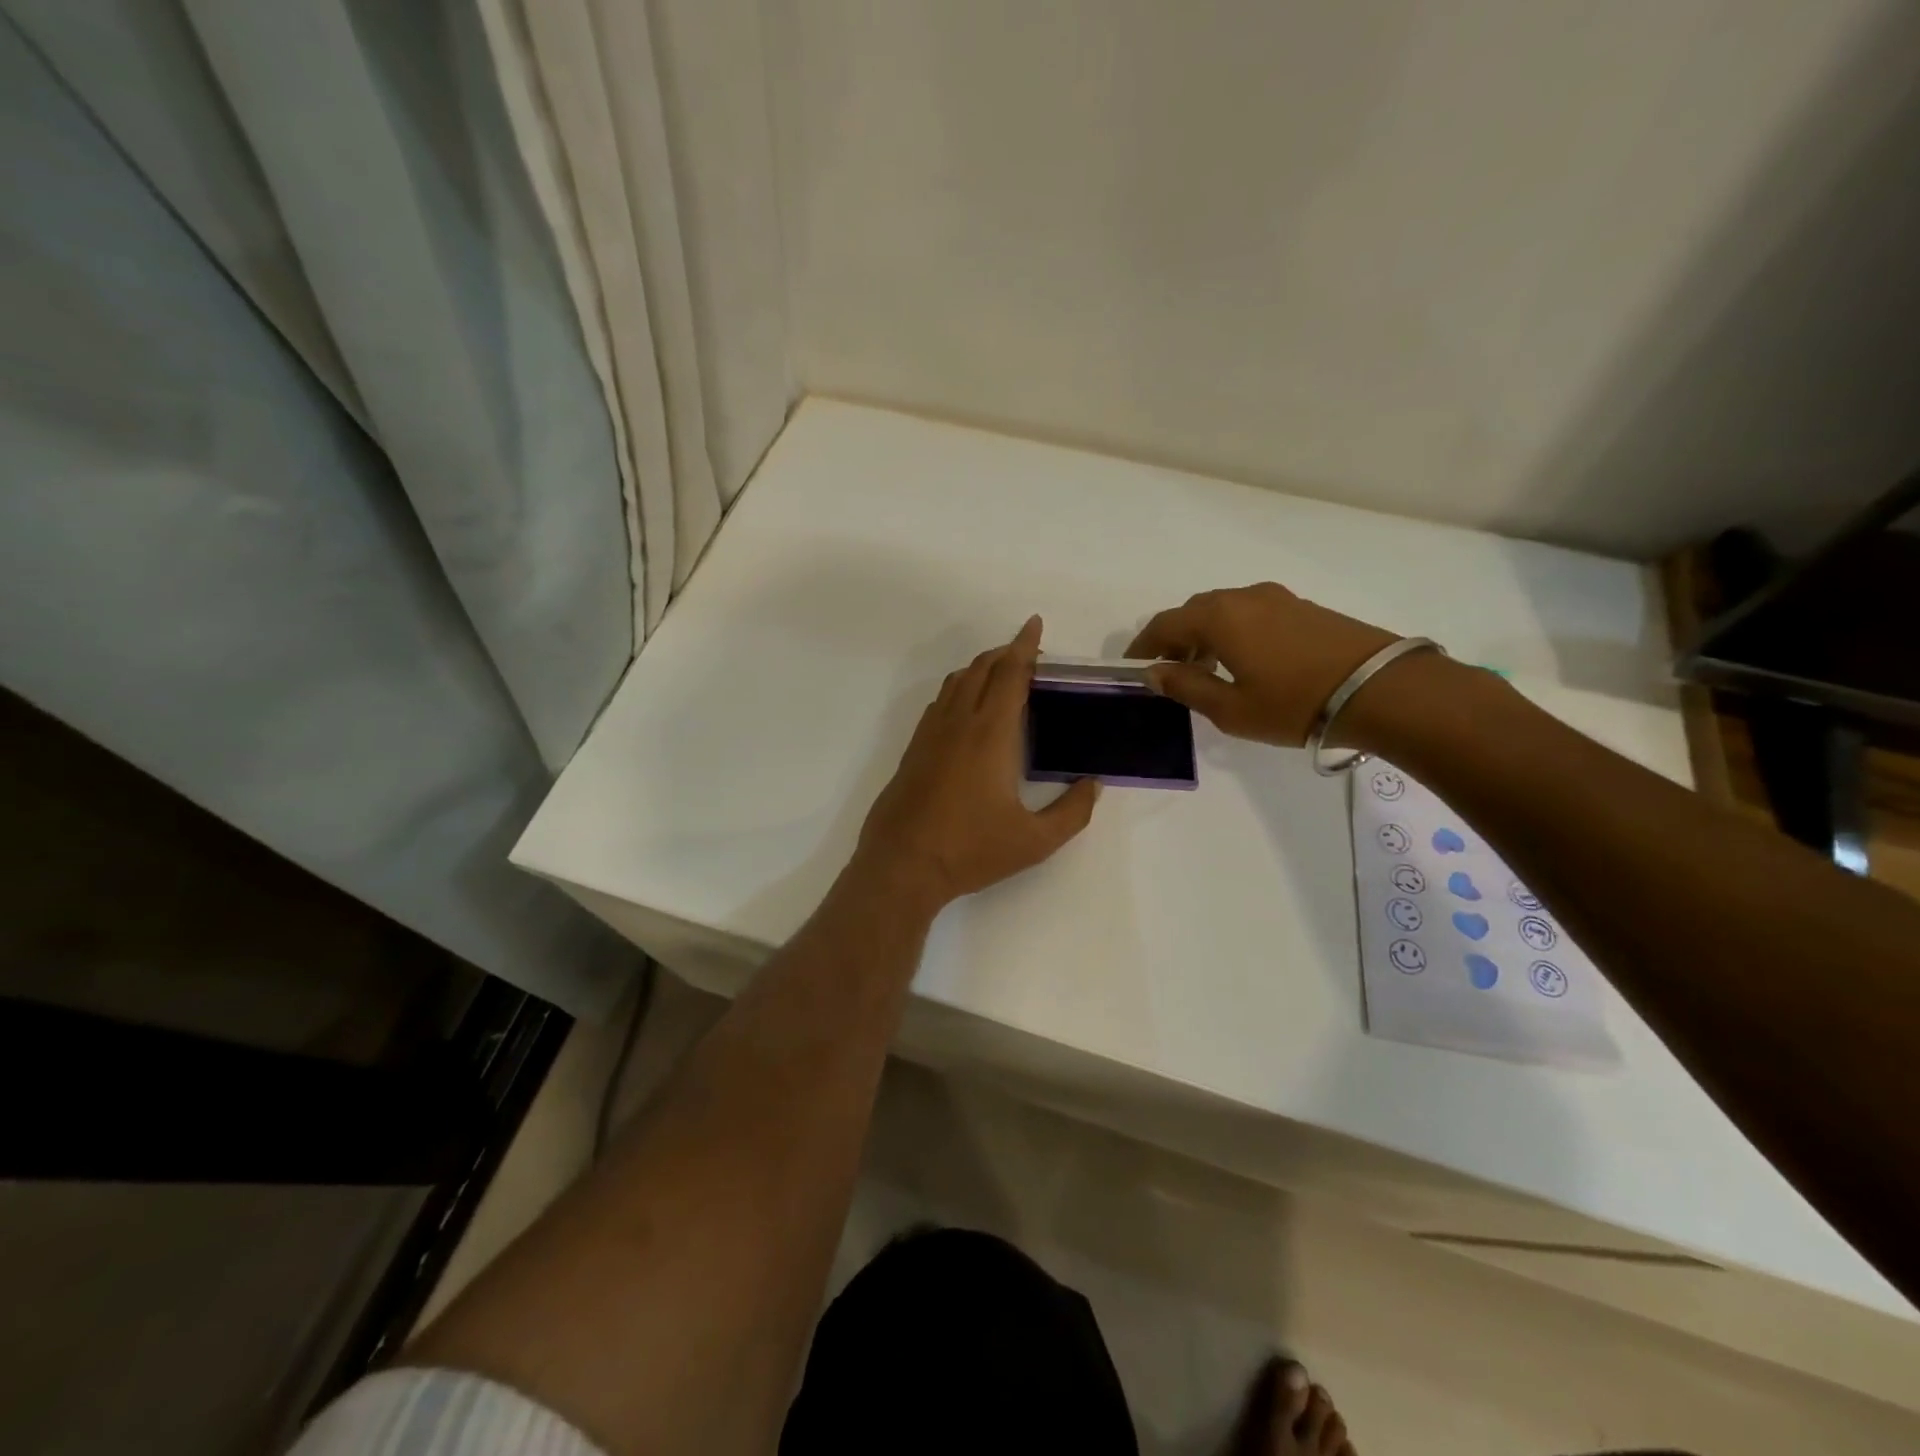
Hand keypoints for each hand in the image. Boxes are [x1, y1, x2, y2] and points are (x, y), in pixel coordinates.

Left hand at [854, 617, 1100, 909]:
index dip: (1025, 646)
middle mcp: (958, 723)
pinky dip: (959, 689)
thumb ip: (1072, 812)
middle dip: (1005, 652)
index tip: (1034, 624)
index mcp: (991, 734)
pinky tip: (967, 709)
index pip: (1010, 674)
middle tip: (1028, 653)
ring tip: (1001, 674)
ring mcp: (931, 734)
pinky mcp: (914, 749)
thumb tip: (1093, 785)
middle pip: (982, 668)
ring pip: (956, 682)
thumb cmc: (971, 850)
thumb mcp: (1035, 841)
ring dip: (980, 667)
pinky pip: (940, 703)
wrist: (902, 865)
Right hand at [1126, 583, 1396, 746]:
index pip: (1164, 624)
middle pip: (1193, 611)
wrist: (1380, 690)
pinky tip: (1243, 660)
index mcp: (1218, 617)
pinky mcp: (1303, 607)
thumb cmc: (1294, 704)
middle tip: (1169, 670)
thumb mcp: (1230, 708)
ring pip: (1224, 610)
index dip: (1143, 646)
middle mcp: (1243, 597)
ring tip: (1206, 668)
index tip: (1132, 667)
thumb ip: (1186, 687)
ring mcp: (1277, 598)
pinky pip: (1251, 613)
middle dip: (1174, 638)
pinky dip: (1233, 631)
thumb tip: (1154, 672)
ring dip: (1205, 634)